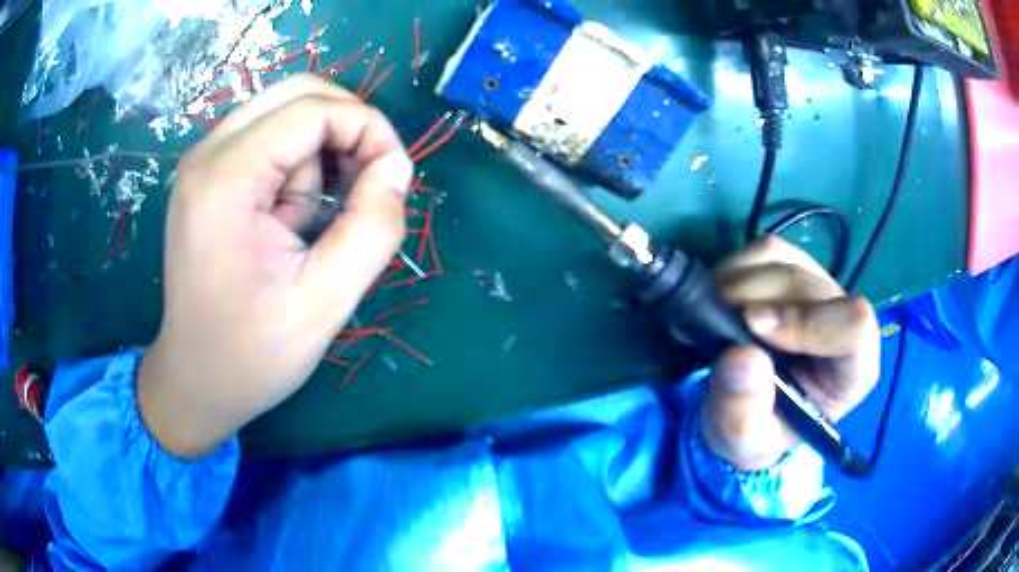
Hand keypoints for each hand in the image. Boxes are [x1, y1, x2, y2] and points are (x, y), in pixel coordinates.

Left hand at [139, 75, 413, 457]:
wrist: (197, 380)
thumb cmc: (253, 353)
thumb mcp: (326, 302)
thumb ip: (373, 228)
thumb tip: (397, 167)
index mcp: (226, 178)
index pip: (313, 108)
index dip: (369, 130)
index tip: (394, 180)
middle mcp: (208, 153)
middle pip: (298, 93)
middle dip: (347, 128)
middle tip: (365, 185)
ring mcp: (204, 162)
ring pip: (287, 113)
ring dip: (319, 154)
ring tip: (311, 223)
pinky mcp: (209, 176)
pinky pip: (270, 139)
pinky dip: (297, 165)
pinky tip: (290, 217)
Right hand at [701, 237, 880, 471]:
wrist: (746, 410)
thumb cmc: (757, 431)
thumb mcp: (743, 443)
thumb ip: (743, 413)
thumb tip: (741, 357)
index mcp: (851, 371)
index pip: (855, 327)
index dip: (809, 320)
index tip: (754, 327)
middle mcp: (842, 320)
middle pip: (811, 287)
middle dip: (757, 299)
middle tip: (714, 325)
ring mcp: (818, 289)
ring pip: (787, 261)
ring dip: (741, 282)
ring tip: (712, 316)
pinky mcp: (791, 269)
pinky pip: (766, 250)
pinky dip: (735, 268)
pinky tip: (719, 298)